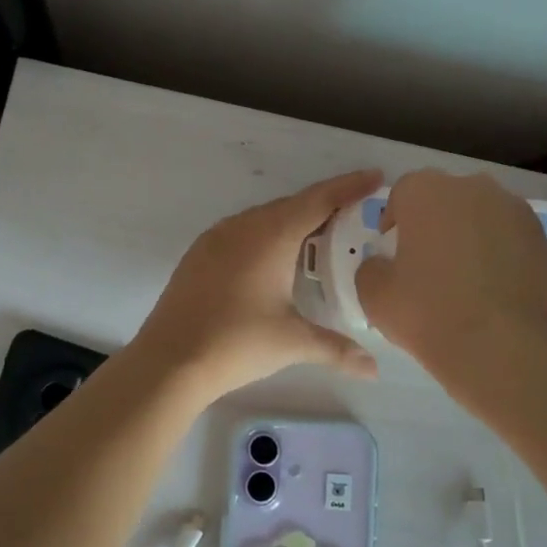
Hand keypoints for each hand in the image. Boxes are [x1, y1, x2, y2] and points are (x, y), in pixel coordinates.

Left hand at [135, 170, 382, 400]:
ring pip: (263, 218)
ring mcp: (216, 238)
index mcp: (271, 235)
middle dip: (324, 206)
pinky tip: (273, 259)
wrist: (170, 360)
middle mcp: (243, 226)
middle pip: (292, 205)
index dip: (350, 186)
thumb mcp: (292, 343)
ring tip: (318, 237)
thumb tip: (373, 370)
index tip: (376, 176)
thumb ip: (337, 348)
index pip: (319, 199)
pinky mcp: (198, 254)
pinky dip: (266, 236)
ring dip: (293, 221)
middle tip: (354, 215)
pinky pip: (241, 232)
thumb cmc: (237, 343)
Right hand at [354, 170, 546, 392]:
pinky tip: (492, 288)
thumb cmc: (429, 313)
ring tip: (464, 278)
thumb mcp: (374, 295)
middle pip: (444, 199)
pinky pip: (508, 236)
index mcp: (425, 192)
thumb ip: (371, 268)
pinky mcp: (541, 237)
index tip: (393, 252)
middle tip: (427, 264)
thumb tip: (383, 264)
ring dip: (468, 236)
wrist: (502, 346)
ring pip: (480, 215)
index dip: (395, 220)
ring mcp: (513, 209)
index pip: (402, 193)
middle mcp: (472, 187)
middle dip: (434, 223)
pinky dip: (498, 252)